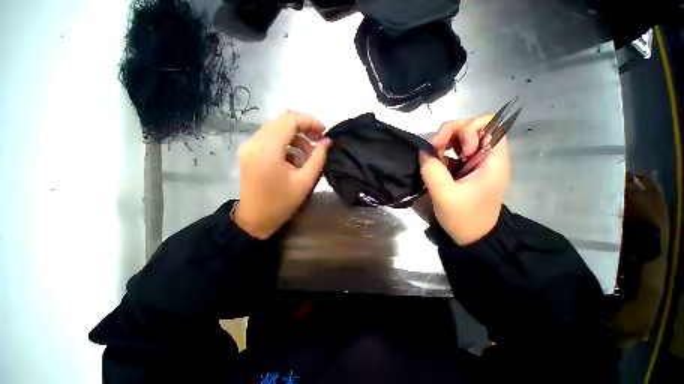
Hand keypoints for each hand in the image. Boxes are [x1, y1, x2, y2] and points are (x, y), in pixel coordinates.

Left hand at [234, 111, 331, 238]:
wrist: (254, 220)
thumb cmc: (281, 203)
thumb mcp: (305, 181)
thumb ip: (318, 158)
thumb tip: (327, 141)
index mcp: (268, 150)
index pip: (289, 120)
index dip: (309, 121)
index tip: (323, 131)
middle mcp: (254, 143)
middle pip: (281, 121)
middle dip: (303, 128)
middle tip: (318, 140)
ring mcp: (248, 146)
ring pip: (276, 129)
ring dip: (295, 137)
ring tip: (308, 154)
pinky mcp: (248, 152)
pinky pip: (269, 138)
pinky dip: (285, 143)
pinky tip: (294, 158)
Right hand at [419, 114, 510, 244]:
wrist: (473, 236)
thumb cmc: (464, 218)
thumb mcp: (444, 195)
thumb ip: (432, 170)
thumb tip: (423, 150)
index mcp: (493, 160)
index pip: (491, 124)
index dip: (470, 129)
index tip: (457, 150)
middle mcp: (487, 156)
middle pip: (472, 126)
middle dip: (451, 133)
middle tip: (437, 151)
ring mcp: (476, 161)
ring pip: (461, 136)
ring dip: (444, 142)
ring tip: (435, 158)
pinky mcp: (466, 167)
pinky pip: (454, 150)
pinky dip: (442, 152)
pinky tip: (436, 164)